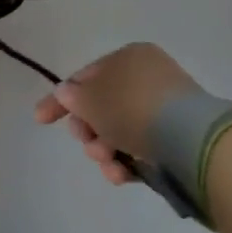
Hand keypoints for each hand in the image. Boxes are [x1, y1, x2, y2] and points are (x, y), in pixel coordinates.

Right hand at [33, 43, 199, 184]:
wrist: (191, 139)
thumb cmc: (133, 108)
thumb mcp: (91, 99)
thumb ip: (73, 97)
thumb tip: (67, 93)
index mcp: (129, 57)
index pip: (85, 77)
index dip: (60, 99)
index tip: (41, 120)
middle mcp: (148, 77)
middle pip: (102, 106)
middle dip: (88, 130)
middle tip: (87, 143)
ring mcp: (165, 108)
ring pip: (119, 130)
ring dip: (104, 148)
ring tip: (107, 163)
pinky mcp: (178, 137)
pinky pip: (141, 146)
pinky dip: (127, 160)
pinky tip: (121, 174)